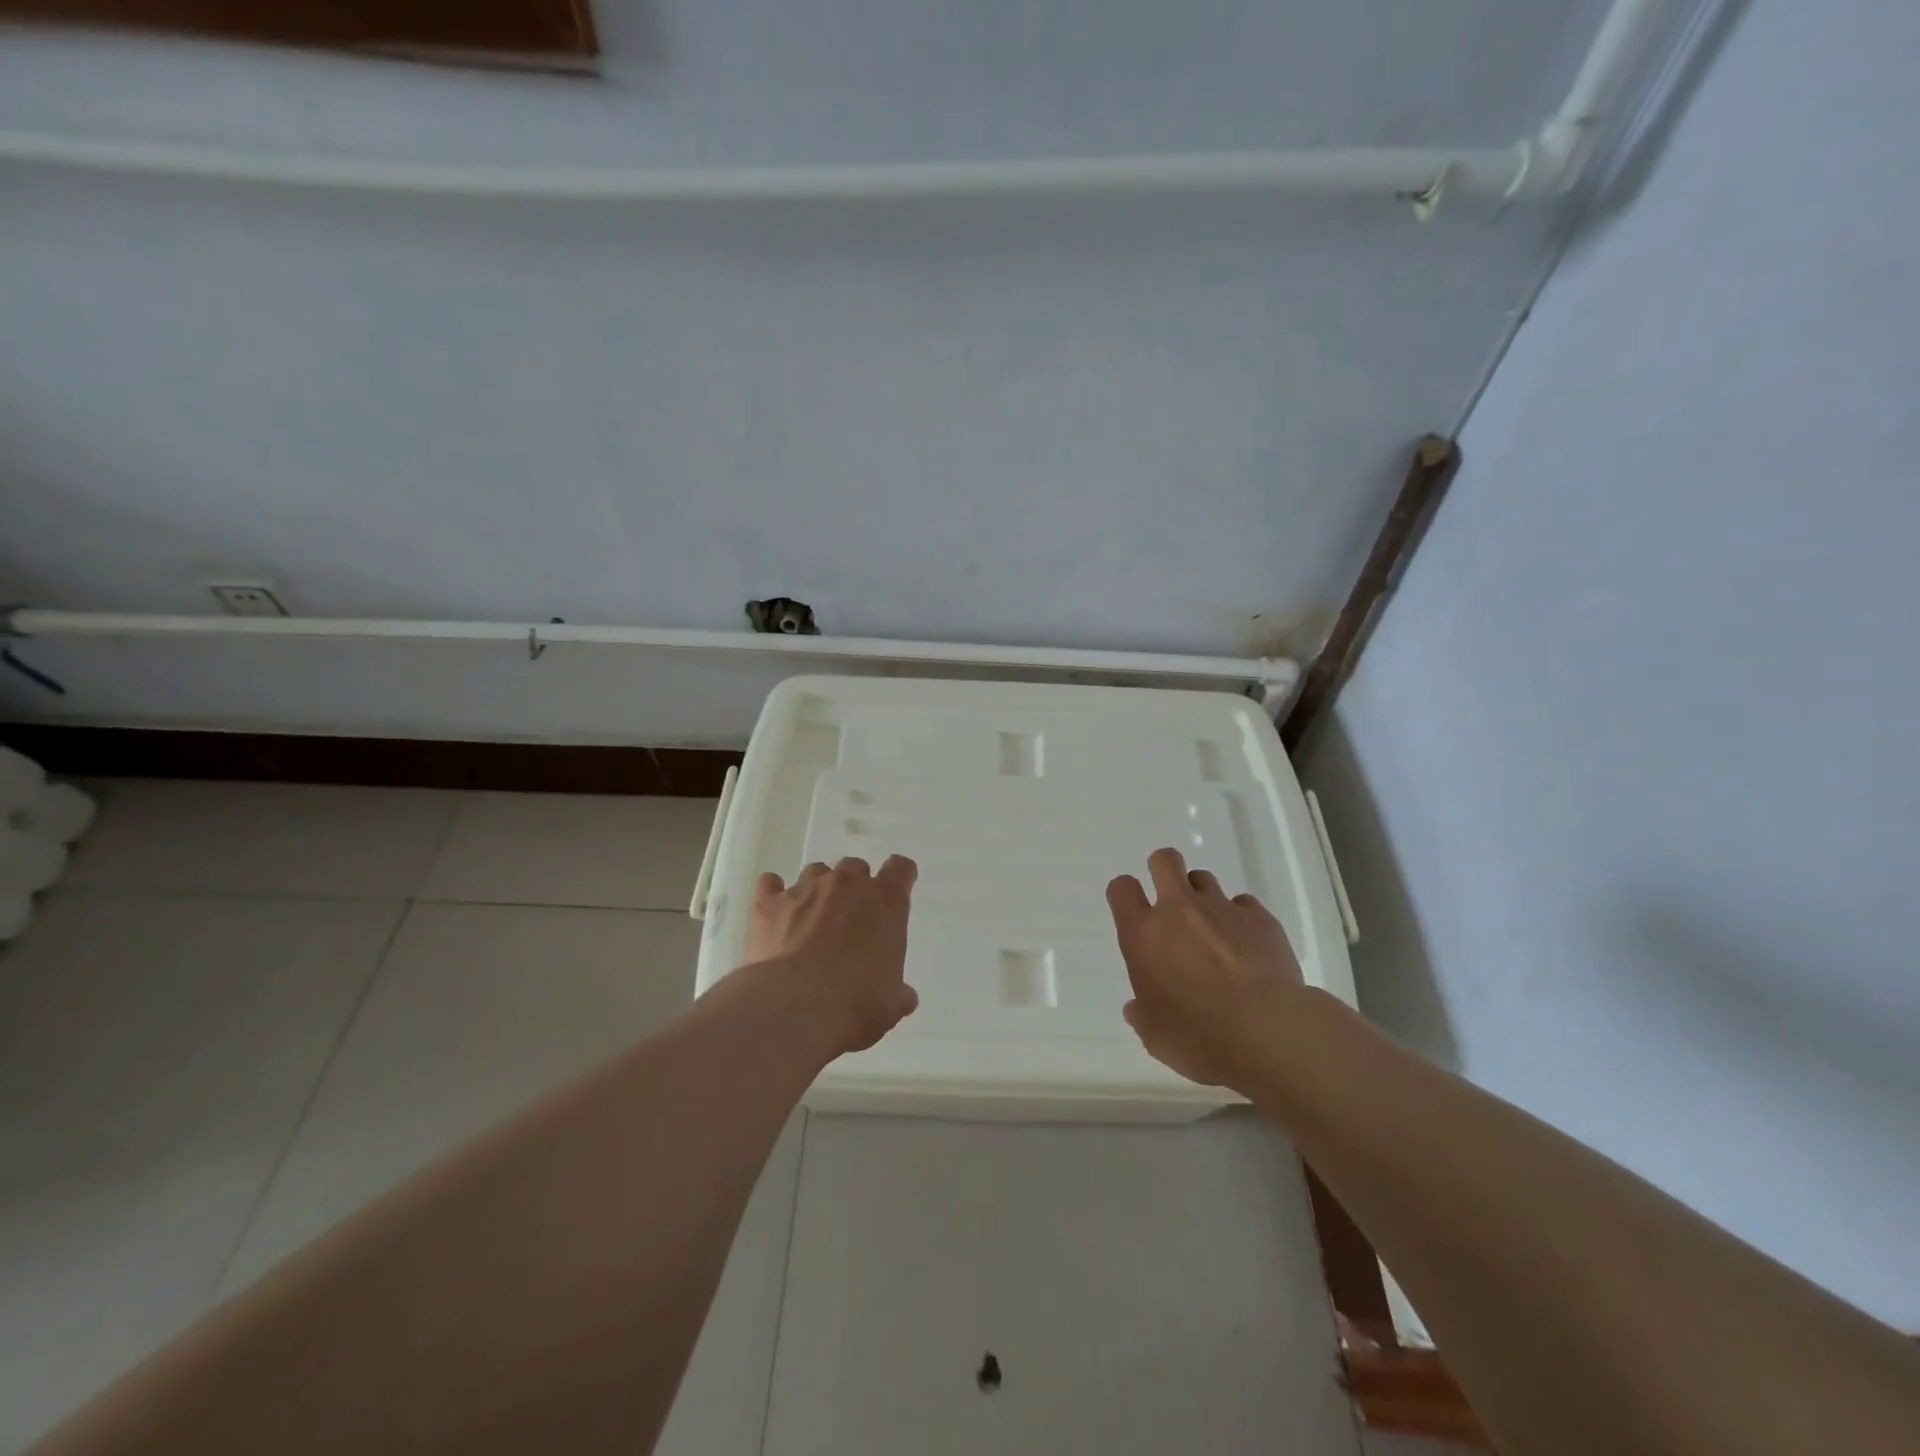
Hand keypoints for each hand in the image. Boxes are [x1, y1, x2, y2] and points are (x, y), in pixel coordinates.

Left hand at [745, 856, 919, 1055]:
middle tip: (850, 919)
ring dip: (818, 890)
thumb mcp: (891, 1005)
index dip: (899, 876)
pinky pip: (770, 884)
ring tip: (811, 920)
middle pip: (855, 867)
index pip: (900, 868)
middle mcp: (847, 884)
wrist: (796, 1008)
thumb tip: (904, 996)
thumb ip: (899, 993)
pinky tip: (775, 914)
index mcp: (886, 902)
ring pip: (815, 872)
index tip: (895, 890)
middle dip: (854, 887)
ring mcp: (806, 889)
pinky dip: (773, 894)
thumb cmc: (856, 1004)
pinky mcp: (769, 903)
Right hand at [1106, 847, 1303, 1091]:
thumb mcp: (1155, 1036)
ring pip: (1204, 878)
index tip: (1133, 909)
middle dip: (1164, 870)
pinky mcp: (1261, 918)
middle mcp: (1179, 911)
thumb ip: (1143, 1015)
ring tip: (1213, 930)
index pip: (1122, 889)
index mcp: (1143, 935)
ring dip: (1202, 897)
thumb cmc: (1199, 1037)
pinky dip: (1241, 919)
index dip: (1125, 893)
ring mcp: (1222, 909)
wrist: (1269, 1032)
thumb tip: (1137, 1008)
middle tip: (1172, 902)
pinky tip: (1248, 946)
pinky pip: (1244, 904)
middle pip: (1164, 860)